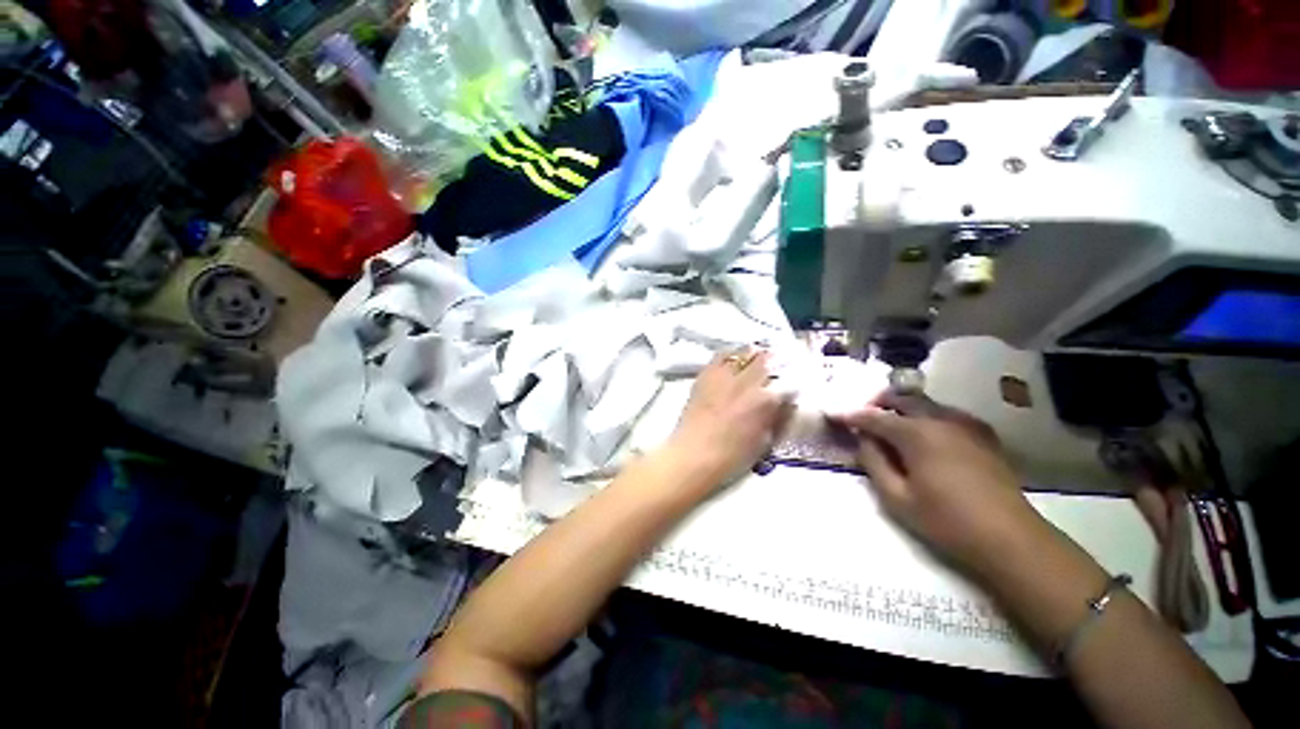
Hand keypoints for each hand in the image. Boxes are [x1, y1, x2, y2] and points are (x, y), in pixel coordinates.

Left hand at [666, 349, 792, 486]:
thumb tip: (784, 404)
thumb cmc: (732, 456)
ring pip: (744, 353)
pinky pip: (721, 356)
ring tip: (756, 358)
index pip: (787, 381)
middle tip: (778, 365)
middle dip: (775, 361)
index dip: (792, 382)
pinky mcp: (706, 374)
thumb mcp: (764, 441)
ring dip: (754, 354)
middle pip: (767, 360)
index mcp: (765, 400)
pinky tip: (733, 360)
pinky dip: (731, 355)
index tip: (792, 384)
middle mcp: (746, 381)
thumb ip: (777, 418)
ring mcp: (724, 375)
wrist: (693, 454)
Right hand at [830, 392, 1048, 576]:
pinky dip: (927, 416)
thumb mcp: (897, 497)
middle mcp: (941, 420)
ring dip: (902, 407)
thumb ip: (874, 462)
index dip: (850, 415)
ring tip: (891, 426)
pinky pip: (946, 414)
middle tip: (863, 419)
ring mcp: (966, 425)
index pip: (874, 416)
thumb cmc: (947, 521)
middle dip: (878, 403)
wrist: (1010, 539)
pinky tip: (925, 435)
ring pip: (925, 403)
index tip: (833, 415)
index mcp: (917, 434)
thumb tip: (864, 439)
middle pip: (902, 398)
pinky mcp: (982, 435)